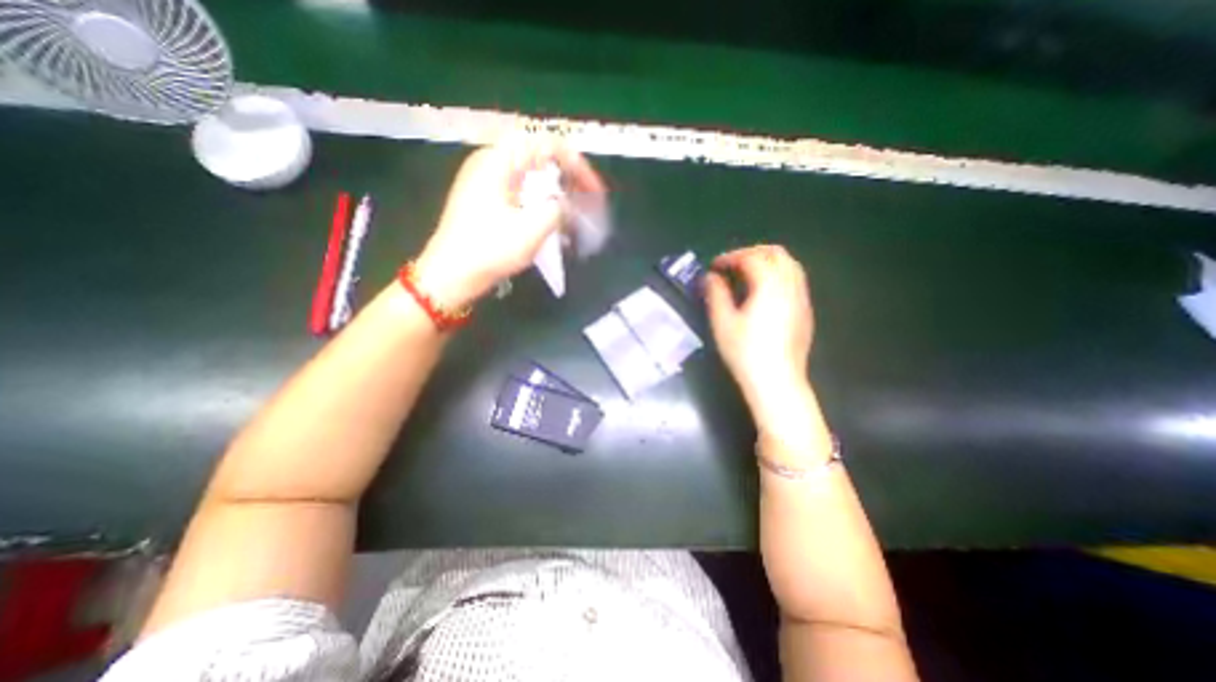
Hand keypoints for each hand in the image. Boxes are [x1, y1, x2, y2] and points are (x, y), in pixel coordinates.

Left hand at [417, 139, 605, 308]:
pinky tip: (551, 224)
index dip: (576, 164)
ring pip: (531, 177)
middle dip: (568, 179)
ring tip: (573, 214)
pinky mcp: (485, 200)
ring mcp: (486, 182)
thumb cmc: (489, 250)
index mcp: (498, 161)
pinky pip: (521, 192)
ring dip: (555, 193)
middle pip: (539, 158)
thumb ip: (557, 209)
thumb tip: (568, 204)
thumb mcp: (531, 230)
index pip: (546, 144)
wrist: (450, 275)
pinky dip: (540, 203)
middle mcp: (491, 163)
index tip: (594, 190)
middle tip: (587, 202)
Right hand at [698, 245, 810, 410]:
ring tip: (745, 275)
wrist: (777, 381)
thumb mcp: (723, 322)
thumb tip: (711, 277)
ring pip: (789, 265)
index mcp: (770, 286)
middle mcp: (791, 286)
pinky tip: (762, 292)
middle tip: (731, 265)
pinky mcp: (805, 311)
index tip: (714, 266)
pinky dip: (776, 274)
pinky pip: (794, 280)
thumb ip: (716, 294)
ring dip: (766, 262)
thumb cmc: (746, 352)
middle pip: (776, 253)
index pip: (751, 258)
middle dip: (751, 253)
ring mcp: (801, 298)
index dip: (730, 257)